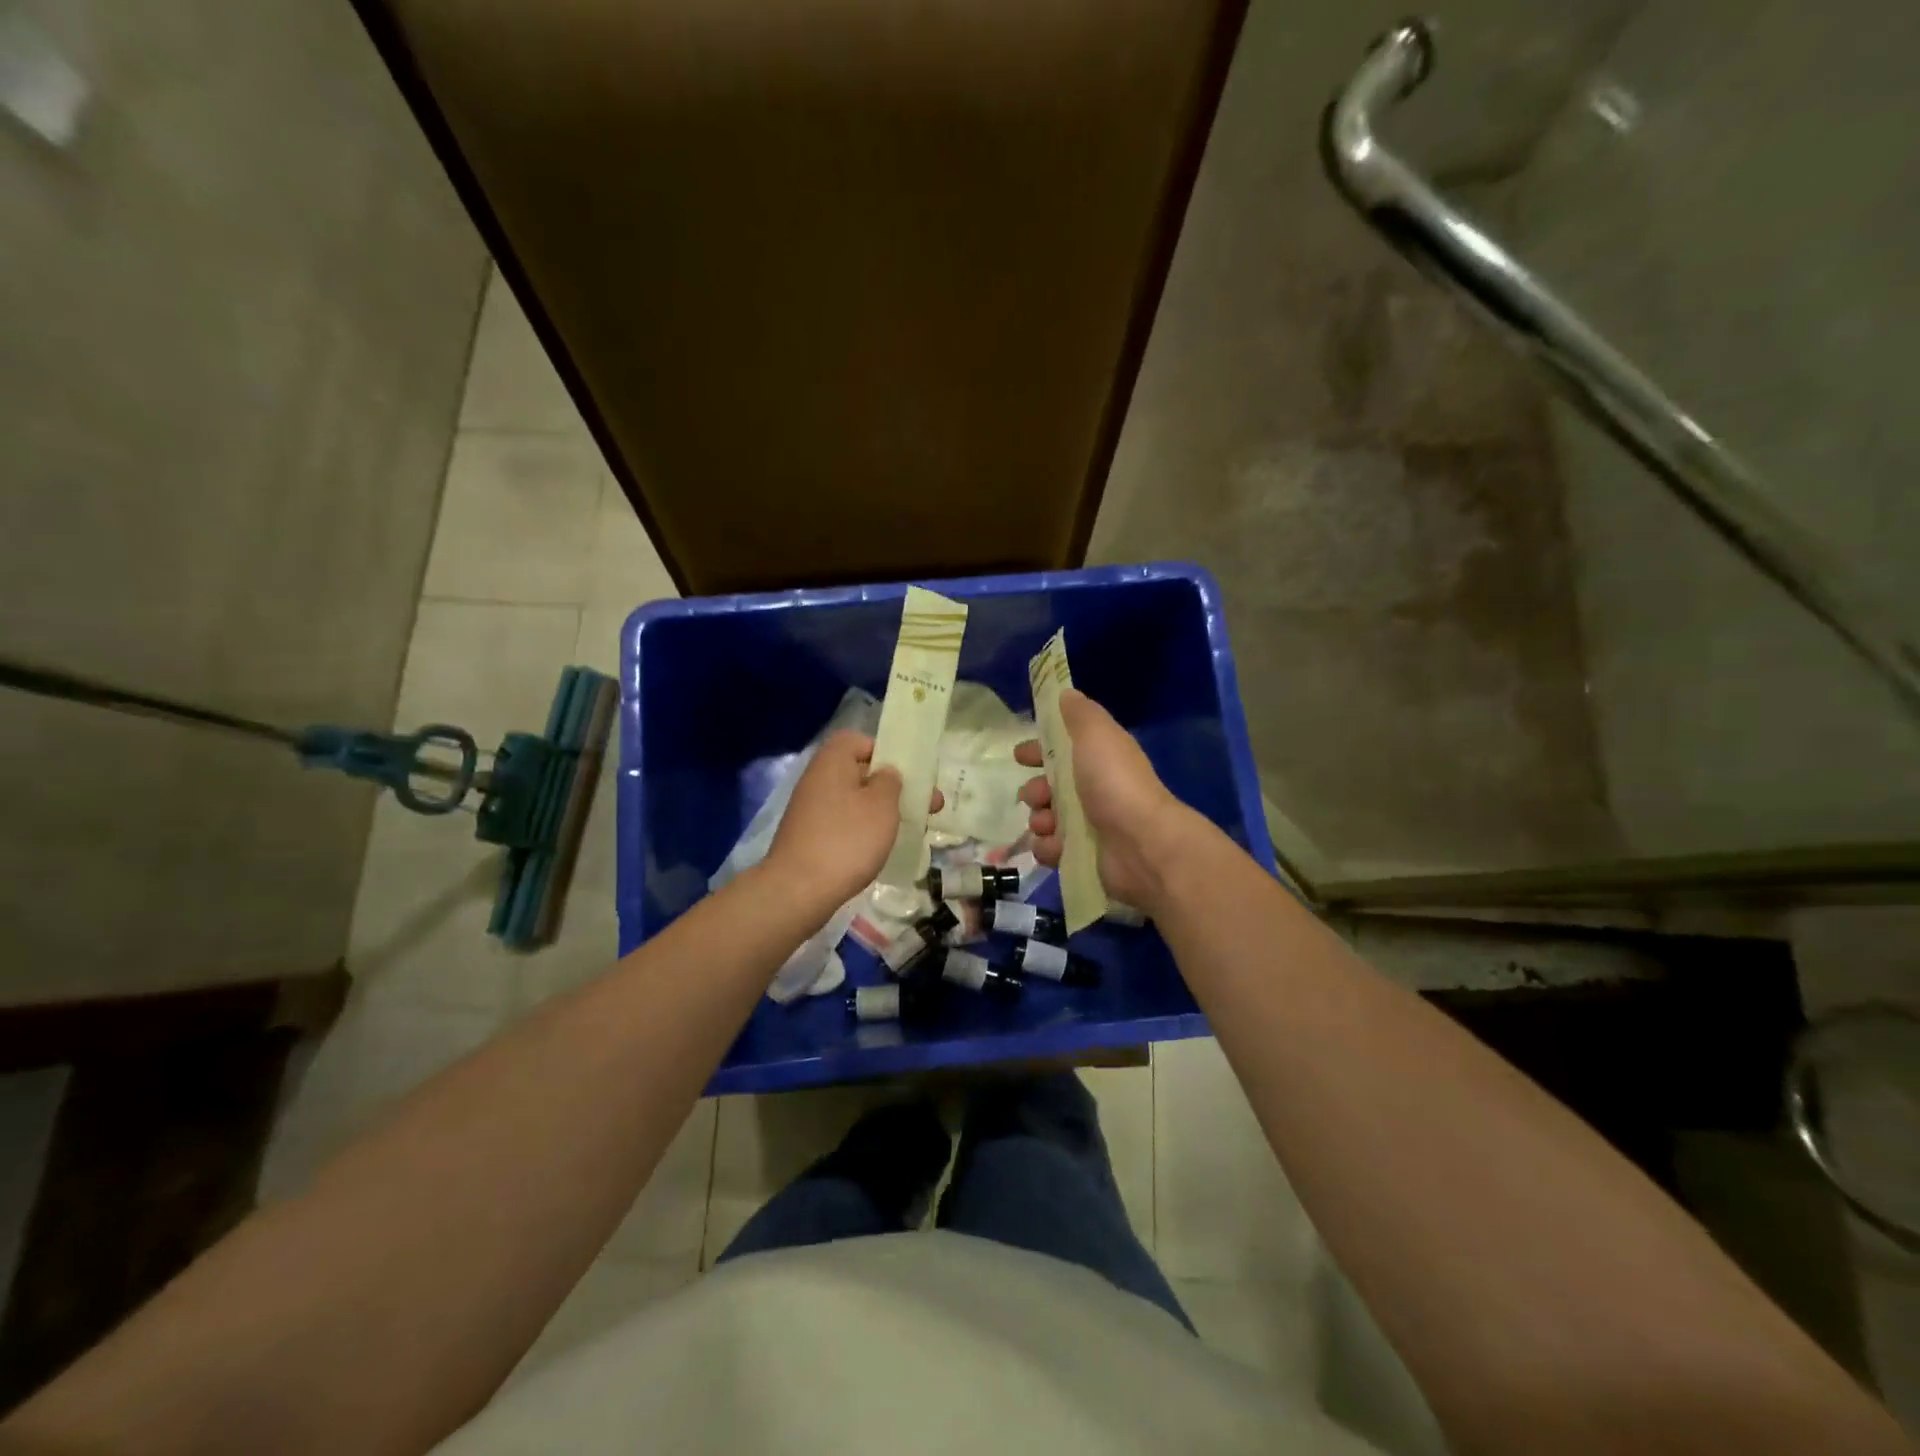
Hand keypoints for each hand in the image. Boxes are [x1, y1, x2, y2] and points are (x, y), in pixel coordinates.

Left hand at [765, 731, 941, 910]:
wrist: (798, 890)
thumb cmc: (847, 839)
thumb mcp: (882, 804)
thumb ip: (890, 781)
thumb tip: (884, 774)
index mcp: (832, 761)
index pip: (858, 741)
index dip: (884, 752)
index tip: (905, 774)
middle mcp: (817, 780)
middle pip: (859, 773)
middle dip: (892, 788)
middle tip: (925, 806)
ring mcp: (809, 810)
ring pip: (852, 801)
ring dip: (879, 812)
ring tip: (907, 830)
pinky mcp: (808, 837)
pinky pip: (842, 824)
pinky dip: (861, 831)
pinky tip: (878, 849)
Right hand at [1016, 689, 1194, 913]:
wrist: (1141, 843)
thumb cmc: (1115, 783)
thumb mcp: (1097, 734)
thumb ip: (1079, 714)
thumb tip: (1066, 694)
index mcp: (1100, 759)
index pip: (1063, 751)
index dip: (1039, 750)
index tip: (1020, 756)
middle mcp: (1096, 790)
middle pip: (1051, 787)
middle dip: (1035, 790)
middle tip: (1035, 796)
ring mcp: (1091, 826)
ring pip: (1047, 819)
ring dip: (1039, 820)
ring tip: (1046, 824)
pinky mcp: (1085, 856)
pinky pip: (1052, 849)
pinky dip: (1048, 847)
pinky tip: (1053, 846)